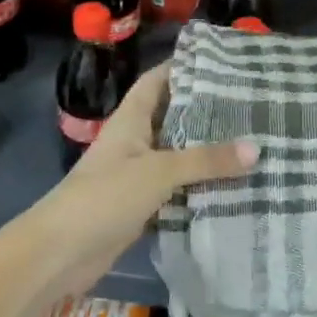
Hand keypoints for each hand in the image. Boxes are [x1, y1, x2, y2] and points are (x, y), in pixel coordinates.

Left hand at [24, 63, 258, 297]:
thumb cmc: (104, 197)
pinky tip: (232, 186)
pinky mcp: (141, 206)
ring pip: (177, 155)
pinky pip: (176, 188)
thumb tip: (257, 148)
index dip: (184, 67)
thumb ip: (205, 160)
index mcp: (131, 119)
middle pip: (172, 117)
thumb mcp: (158, 172)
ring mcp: (136, 175)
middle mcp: (134, 141)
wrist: (60, 254)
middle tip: (250, 105)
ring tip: (251, 141)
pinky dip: (199, 186)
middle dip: (206, 111)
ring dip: (206, 152)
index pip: (157, 80)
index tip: (222, 62)